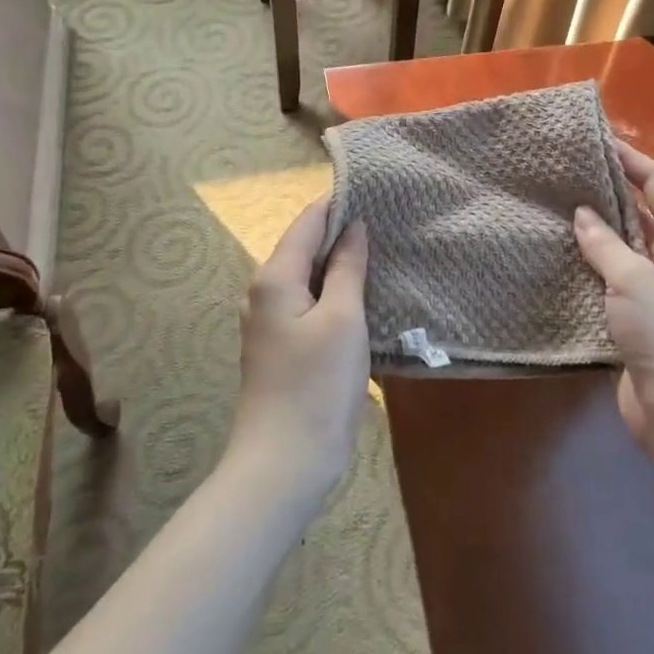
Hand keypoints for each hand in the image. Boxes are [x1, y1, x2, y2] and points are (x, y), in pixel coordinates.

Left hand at [229, 199, 370, 505]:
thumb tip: (353, 226)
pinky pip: (309, 304)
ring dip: (341, 265)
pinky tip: (363, 296)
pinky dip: (334, 293)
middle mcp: (264, 292)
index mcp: (275, 277)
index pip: (308, 221)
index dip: (339, 203)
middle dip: (343, 233)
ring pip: (308, 277)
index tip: (377, 191)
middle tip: (389, 222)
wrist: (285, 462)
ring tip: (383, 252)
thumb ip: (346, 268)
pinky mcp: (281, 346)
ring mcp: (270, 321)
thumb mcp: (342, 319)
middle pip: (305, 246)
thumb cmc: (317, 385)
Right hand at [574, 142, 653, 457]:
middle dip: (608, 192)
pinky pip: (612, 279)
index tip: (596, 140)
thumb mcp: (635, 281)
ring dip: (596, 231)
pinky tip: (558, 257)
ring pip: (624, 247)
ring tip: (554, 207)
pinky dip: (590, 266)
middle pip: (641, 212)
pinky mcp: (639, 317)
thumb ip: (606, 244)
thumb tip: (582, 213)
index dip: (631, 159)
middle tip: (565, 173)